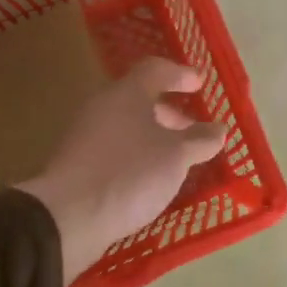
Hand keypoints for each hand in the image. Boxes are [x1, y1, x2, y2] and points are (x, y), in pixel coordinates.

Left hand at [19, 58, 225, 283]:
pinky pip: (115, 149)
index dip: (180, 75)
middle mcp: (102, 107)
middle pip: (139, 99)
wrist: (67, 216)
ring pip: (127, 126)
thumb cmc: (130, 174)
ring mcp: (85, 135)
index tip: (199, 85)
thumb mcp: (176, 157)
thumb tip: (218, 129)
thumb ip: (200, 140)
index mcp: (127, 93)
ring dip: (154, 137)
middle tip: (192, 131)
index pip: (155, 70)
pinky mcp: (77, 163)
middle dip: (170, 113)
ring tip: (176, 161)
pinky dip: (137, 155)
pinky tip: (150, 179)